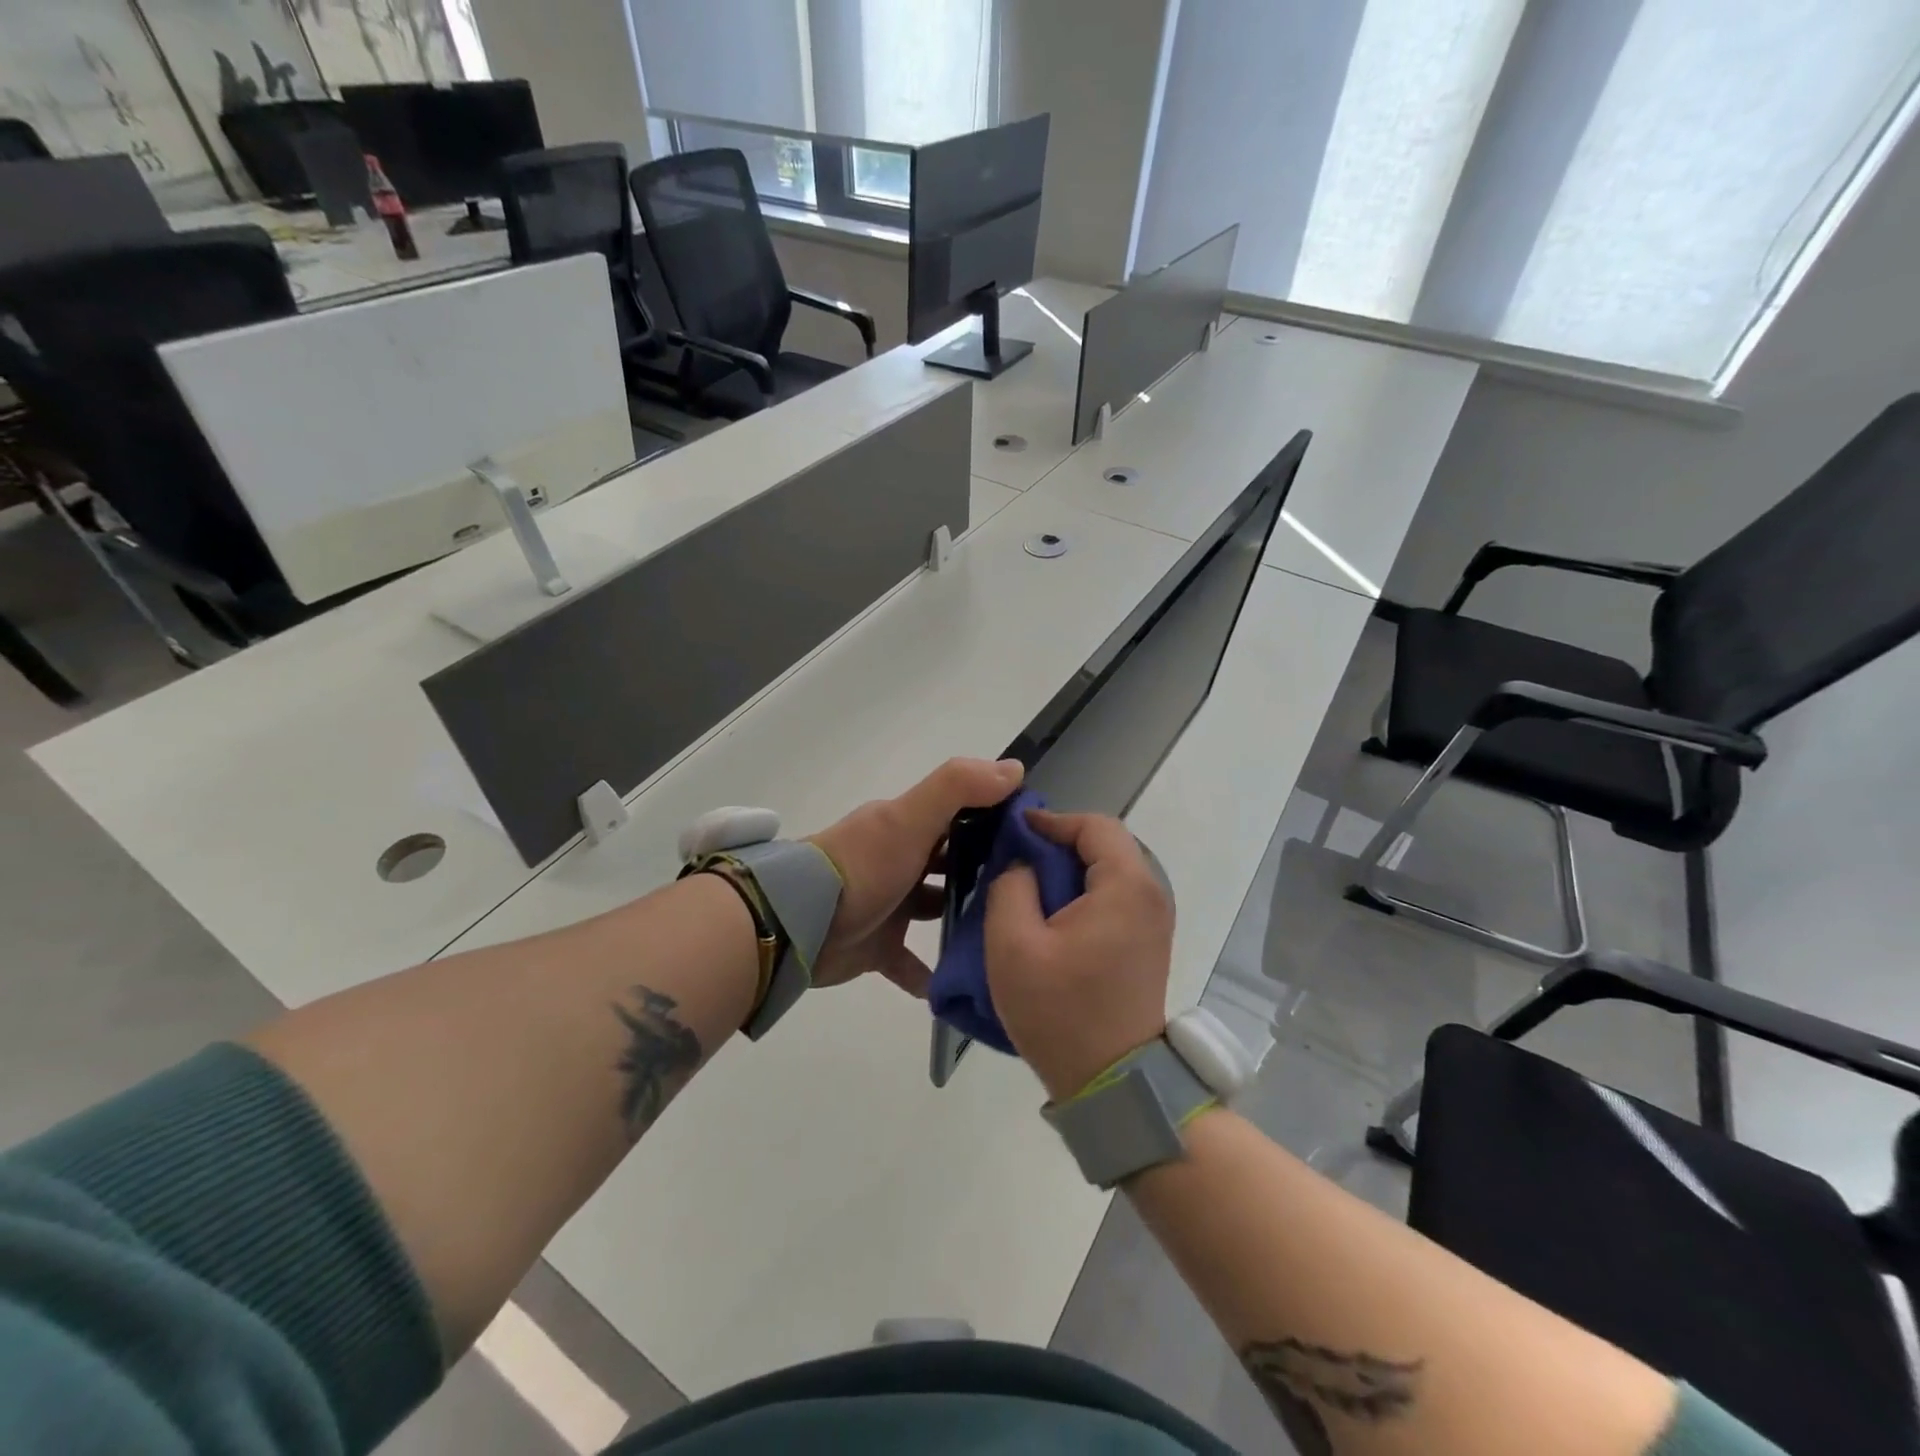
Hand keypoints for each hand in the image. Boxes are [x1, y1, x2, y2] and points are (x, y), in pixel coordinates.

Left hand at [807, 757, 1023, 994]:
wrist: (799, 924)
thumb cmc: (862, 866)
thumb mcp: (909, 818)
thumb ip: (958, 788)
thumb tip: (1015, 768)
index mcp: (908, 825)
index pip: (961, 813)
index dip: (997, 819)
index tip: (1038, 838)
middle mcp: (901, 860)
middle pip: (952, 862)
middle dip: (986, 873)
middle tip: (1033, 894)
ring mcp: (889, 904)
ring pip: (935, 909)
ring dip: (964, 920)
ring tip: (1008, 936)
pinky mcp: (878, 947)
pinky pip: (911, 962)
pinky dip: (930, 974)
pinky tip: (962, 985)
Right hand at [984, 809, 1173, 1100]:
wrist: (1114, 1081)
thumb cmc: (1061, 1011)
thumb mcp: (1014, 945)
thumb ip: (1011, 886)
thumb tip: (1023, 863)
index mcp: (1126, 885)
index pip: (1094, 825)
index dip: (1052, 821)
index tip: (1015, 833)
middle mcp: (1152, 894)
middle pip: (1105, 844)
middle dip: (1059, 844)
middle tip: (1017, 860)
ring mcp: (1155, 920)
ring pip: (1110, 870)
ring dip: (1070, 870)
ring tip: (1029, 887)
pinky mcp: (1148, 942)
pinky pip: (1116, 897)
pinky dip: (1084, 893)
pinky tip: (1053, 916)